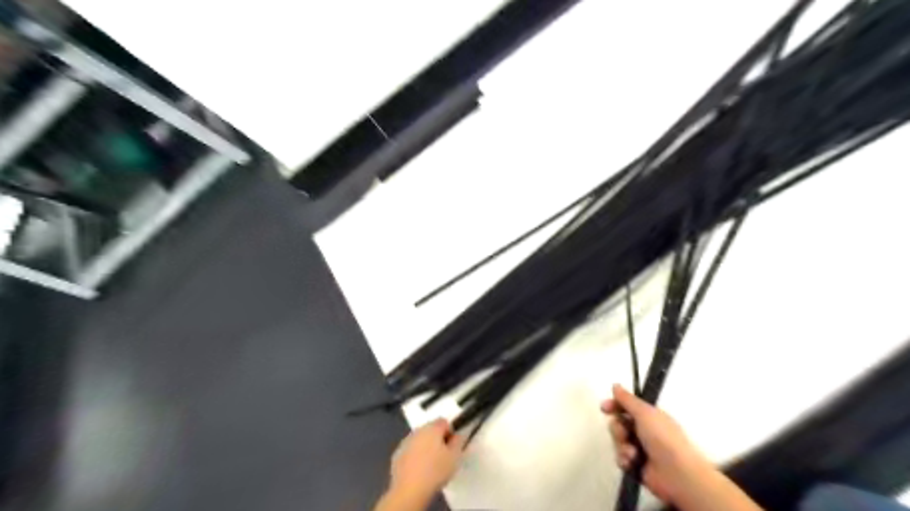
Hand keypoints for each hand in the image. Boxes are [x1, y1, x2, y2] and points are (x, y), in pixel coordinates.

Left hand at [381, 418, 465, 507]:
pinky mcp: (397, 455)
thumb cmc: (436, 470)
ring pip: (419, 440)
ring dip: (425, 447)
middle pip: (431, 429)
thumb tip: (458, 435)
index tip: (452, 446)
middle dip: (437, 439)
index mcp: (432, 428)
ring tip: (431, 465)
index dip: (450, 432)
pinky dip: (415, 456)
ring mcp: (405, 442)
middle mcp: (418, 430)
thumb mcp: (455, 456)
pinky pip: (410, 450)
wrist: (410, 489)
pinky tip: (419, 470)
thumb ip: (459, 441)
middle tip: (443, 456)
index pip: (444, 421)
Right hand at [602, 384, 714, 503]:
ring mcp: (640, 449)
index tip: (604, 408)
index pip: (626, 406)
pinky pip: (621, 458)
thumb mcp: (645, 412)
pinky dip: (624, 460)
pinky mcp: (637, 465)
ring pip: (618, 441)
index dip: (614, 405)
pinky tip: (631, 462)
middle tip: (624, 433)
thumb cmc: (662, 437)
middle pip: (619, 424)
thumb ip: (627, 399)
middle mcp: (644, 431)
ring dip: (622, 445)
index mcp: (649, 416)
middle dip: (618, 429)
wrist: (677, 473)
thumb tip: (615, 385)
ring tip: (632, 453)